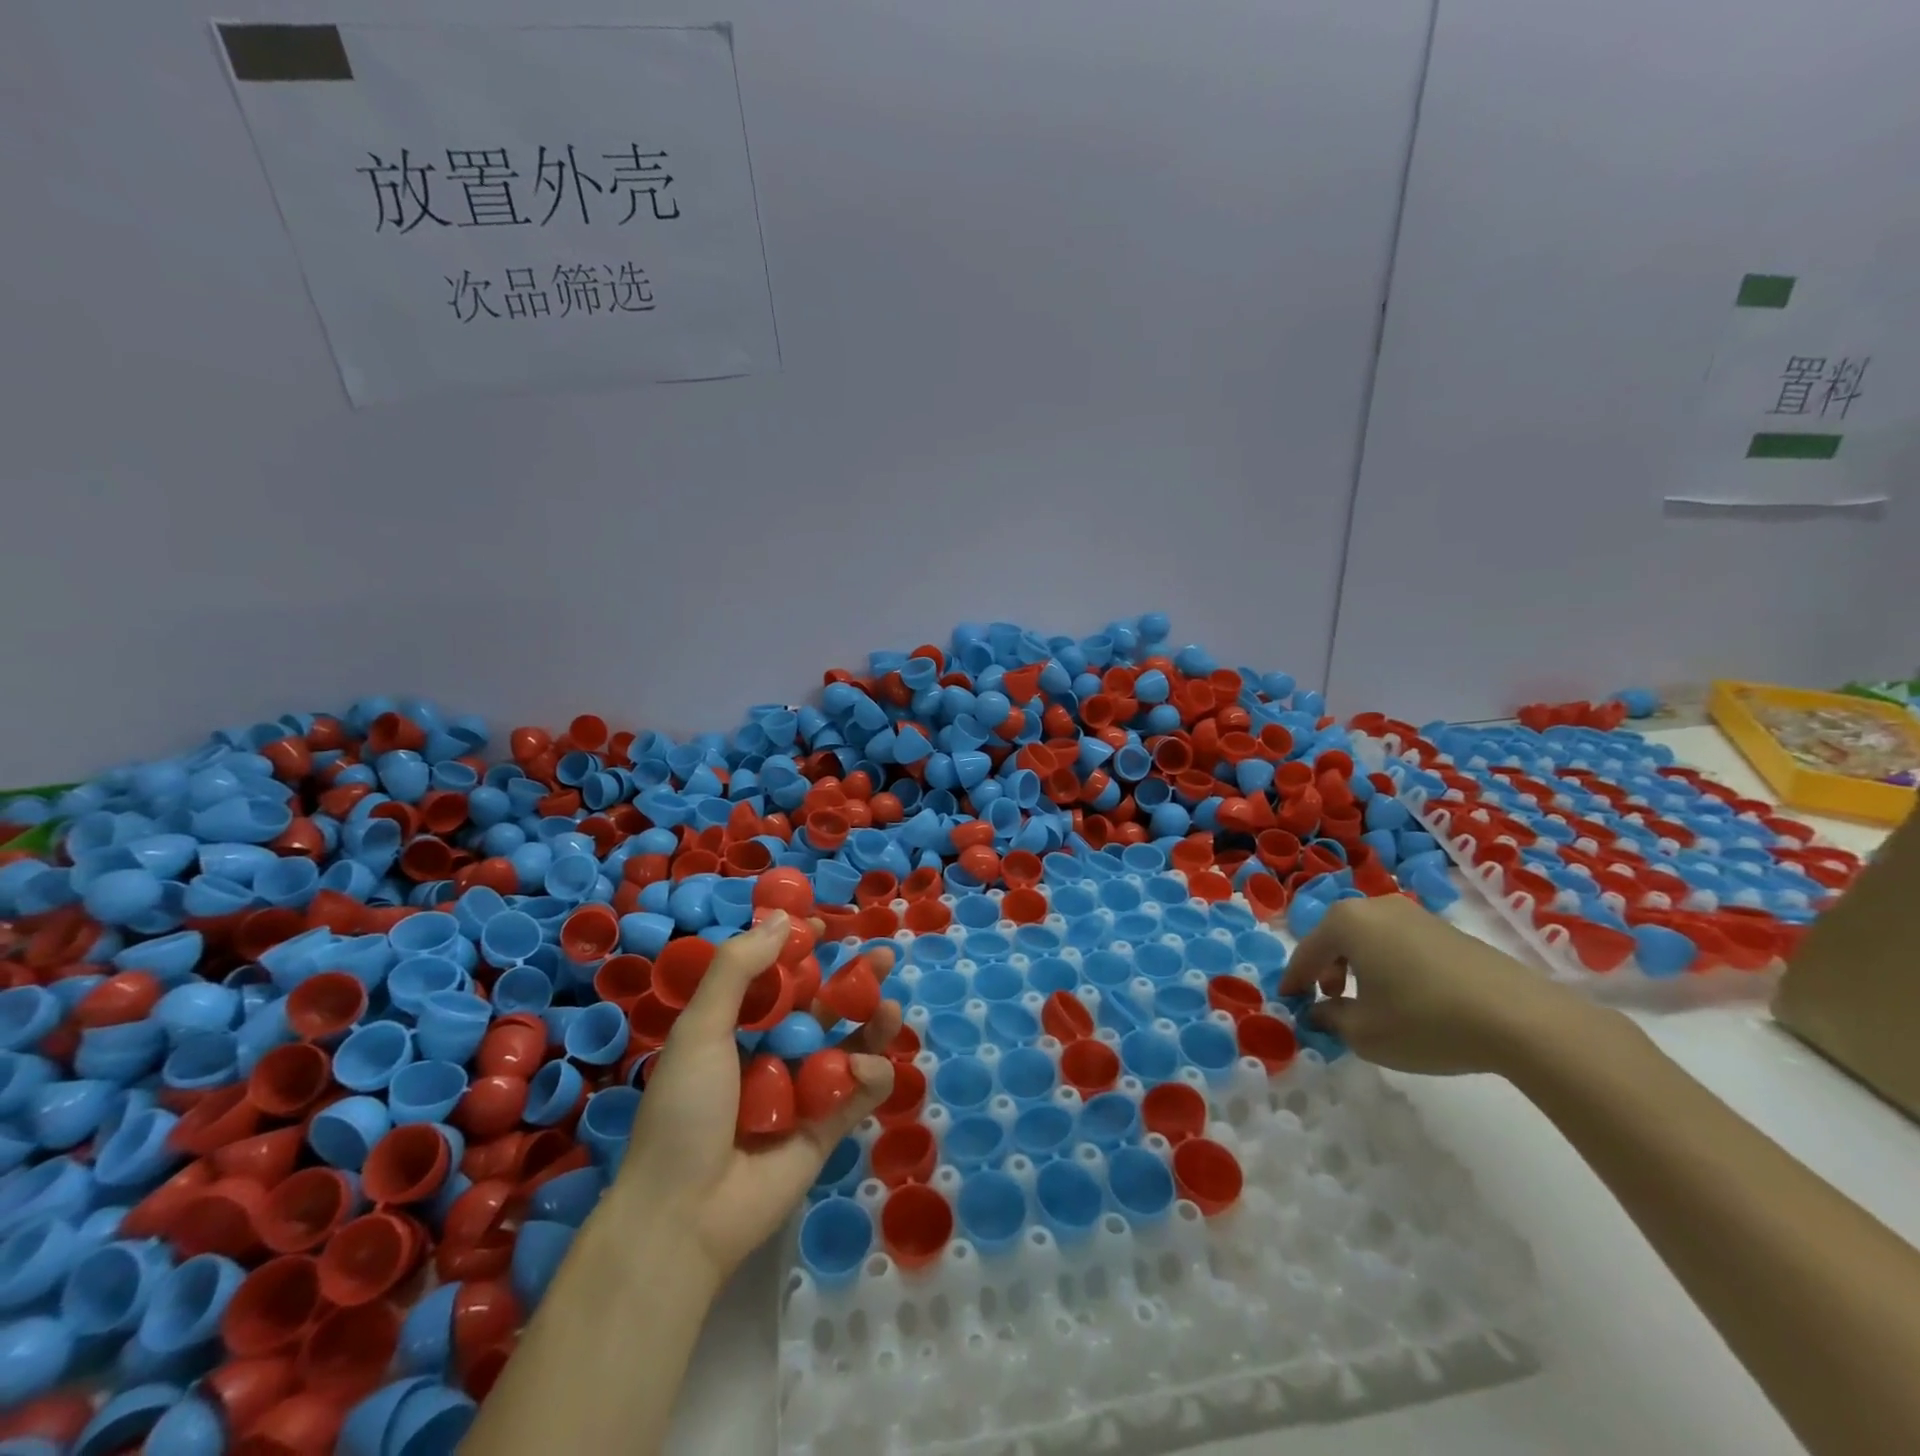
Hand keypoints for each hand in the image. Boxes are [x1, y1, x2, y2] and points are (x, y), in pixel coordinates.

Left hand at [613, 912, 900, 1287]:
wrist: (684, 1216)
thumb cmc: (685, 1111)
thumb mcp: (700, 1029)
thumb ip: (738, 970)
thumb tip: (782, 919)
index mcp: (736, 1029)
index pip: (777, 978)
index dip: (801, 950)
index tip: (824, 926)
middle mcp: (772, 1055)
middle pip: (822, 1007)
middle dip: (853, 981)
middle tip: (884, 956)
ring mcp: (802, 1093)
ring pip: (848, 1046)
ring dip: (871, 1024)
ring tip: (888, 1009)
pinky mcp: (826, 1129)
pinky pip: (858, 1092)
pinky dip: (869, 1076)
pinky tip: (861, 1069)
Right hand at [1280, 895, 1590, 1075]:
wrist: (1523, 1020)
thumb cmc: (1425, 1020)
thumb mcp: (1364, 1033)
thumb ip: (1330, 1019)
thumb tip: (1321, 1011)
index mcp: (1347, 922)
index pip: (1307, 951)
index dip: (1295, 979)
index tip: (1289, 1000)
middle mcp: (1376, 907)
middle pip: (1338, 937)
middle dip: (1327, 968)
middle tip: (1329, 999)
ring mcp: (1416, 915)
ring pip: (1370, 938)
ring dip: (1360, 966)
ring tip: (1369, 1001)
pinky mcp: (1448, 931)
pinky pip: (1400, 944)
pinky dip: (1390, 965)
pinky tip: (1407, 997)